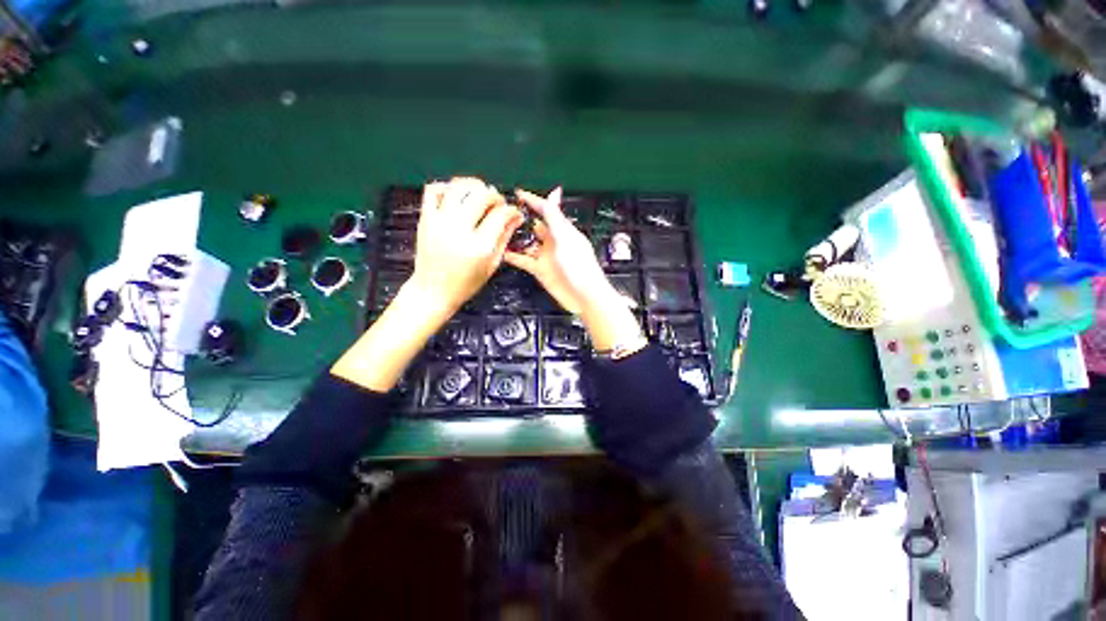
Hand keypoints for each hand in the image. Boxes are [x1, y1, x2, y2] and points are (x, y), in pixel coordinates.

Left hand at [409, 178, 523, 319]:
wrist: (432, 291)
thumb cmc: (466, 284)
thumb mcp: (492, 265)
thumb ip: (504, 238)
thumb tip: (516, 217)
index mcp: (479, 246)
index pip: (500, 215)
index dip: (511, 210)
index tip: (514, 212)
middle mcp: (459, 230)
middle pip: (482, 195)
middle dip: (495, 196)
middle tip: (498, 204)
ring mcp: (439, 222)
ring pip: (459, 187)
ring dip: (474, 185)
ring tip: (480, 194)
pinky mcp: (425, 218)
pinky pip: (434, 190)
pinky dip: (448, 186)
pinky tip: (458, 195)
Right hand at [503, 188, 611, 314]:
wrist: (583, 295)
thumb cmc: (580, 265)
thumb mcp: (565, 237)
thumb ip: (555, 217)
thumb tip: (554, 192)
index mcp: (562, 230)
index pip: (546, 210)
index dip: (532, 201)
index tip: (518, 193)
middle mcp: (554, 242)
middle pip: (535, 226)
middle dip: (521, 219)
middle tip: (503, 212)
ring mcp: (547, 256)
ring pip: (527, 243)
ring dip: (515, 238)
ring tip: (498, 231)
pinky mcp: (541, 270)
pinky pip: (524, 260)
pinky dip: (513, 256)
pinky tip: (502, 252)